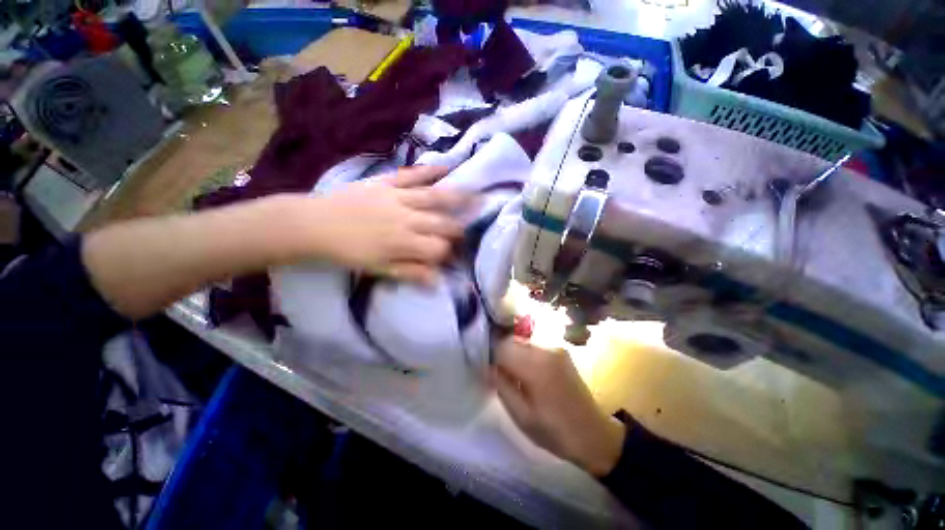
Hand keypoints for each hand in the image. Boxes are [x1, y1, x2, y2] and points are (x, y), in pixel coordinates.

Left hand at [300, 165, 470, 283]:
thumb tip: (438, 281)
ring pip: (434, 197)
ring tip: (478, 196)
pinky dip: (429, 170)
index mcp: (404, 243)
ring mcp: (398, 197)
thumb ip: (410, 272)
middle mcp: (407, 219)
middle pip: (441, 224)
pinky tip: (446, 167)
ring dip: (458, 198)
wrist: (314, 225)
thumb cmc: (348, 252)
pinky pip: (411, 175)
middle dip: (459, 229)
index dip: (447, 254)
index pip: (438, 248)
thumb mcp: (379, 269)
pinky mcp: (387, 183)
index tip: (450, 256)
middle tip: (471, 228)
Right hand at [493, 338, 625, 476]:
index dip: (491, 356)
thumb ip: (502, 387)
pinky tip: (530, 374)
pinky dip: (525, 355)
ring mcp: (556, 348)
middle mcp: (546, 350)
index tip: (488, 370)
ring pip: (522, 342)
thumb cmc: (556, 431)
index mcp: (536, 366)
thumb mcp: (522, 416)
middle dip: (501, 354)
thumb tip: (488, 366)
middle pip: (512, 340)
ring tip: (516, 377)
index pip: (502, 346)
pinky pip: (534, 347)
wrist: (594, 435)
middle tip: (500, 375)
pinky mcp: (561, 351)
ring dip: (514, 354)